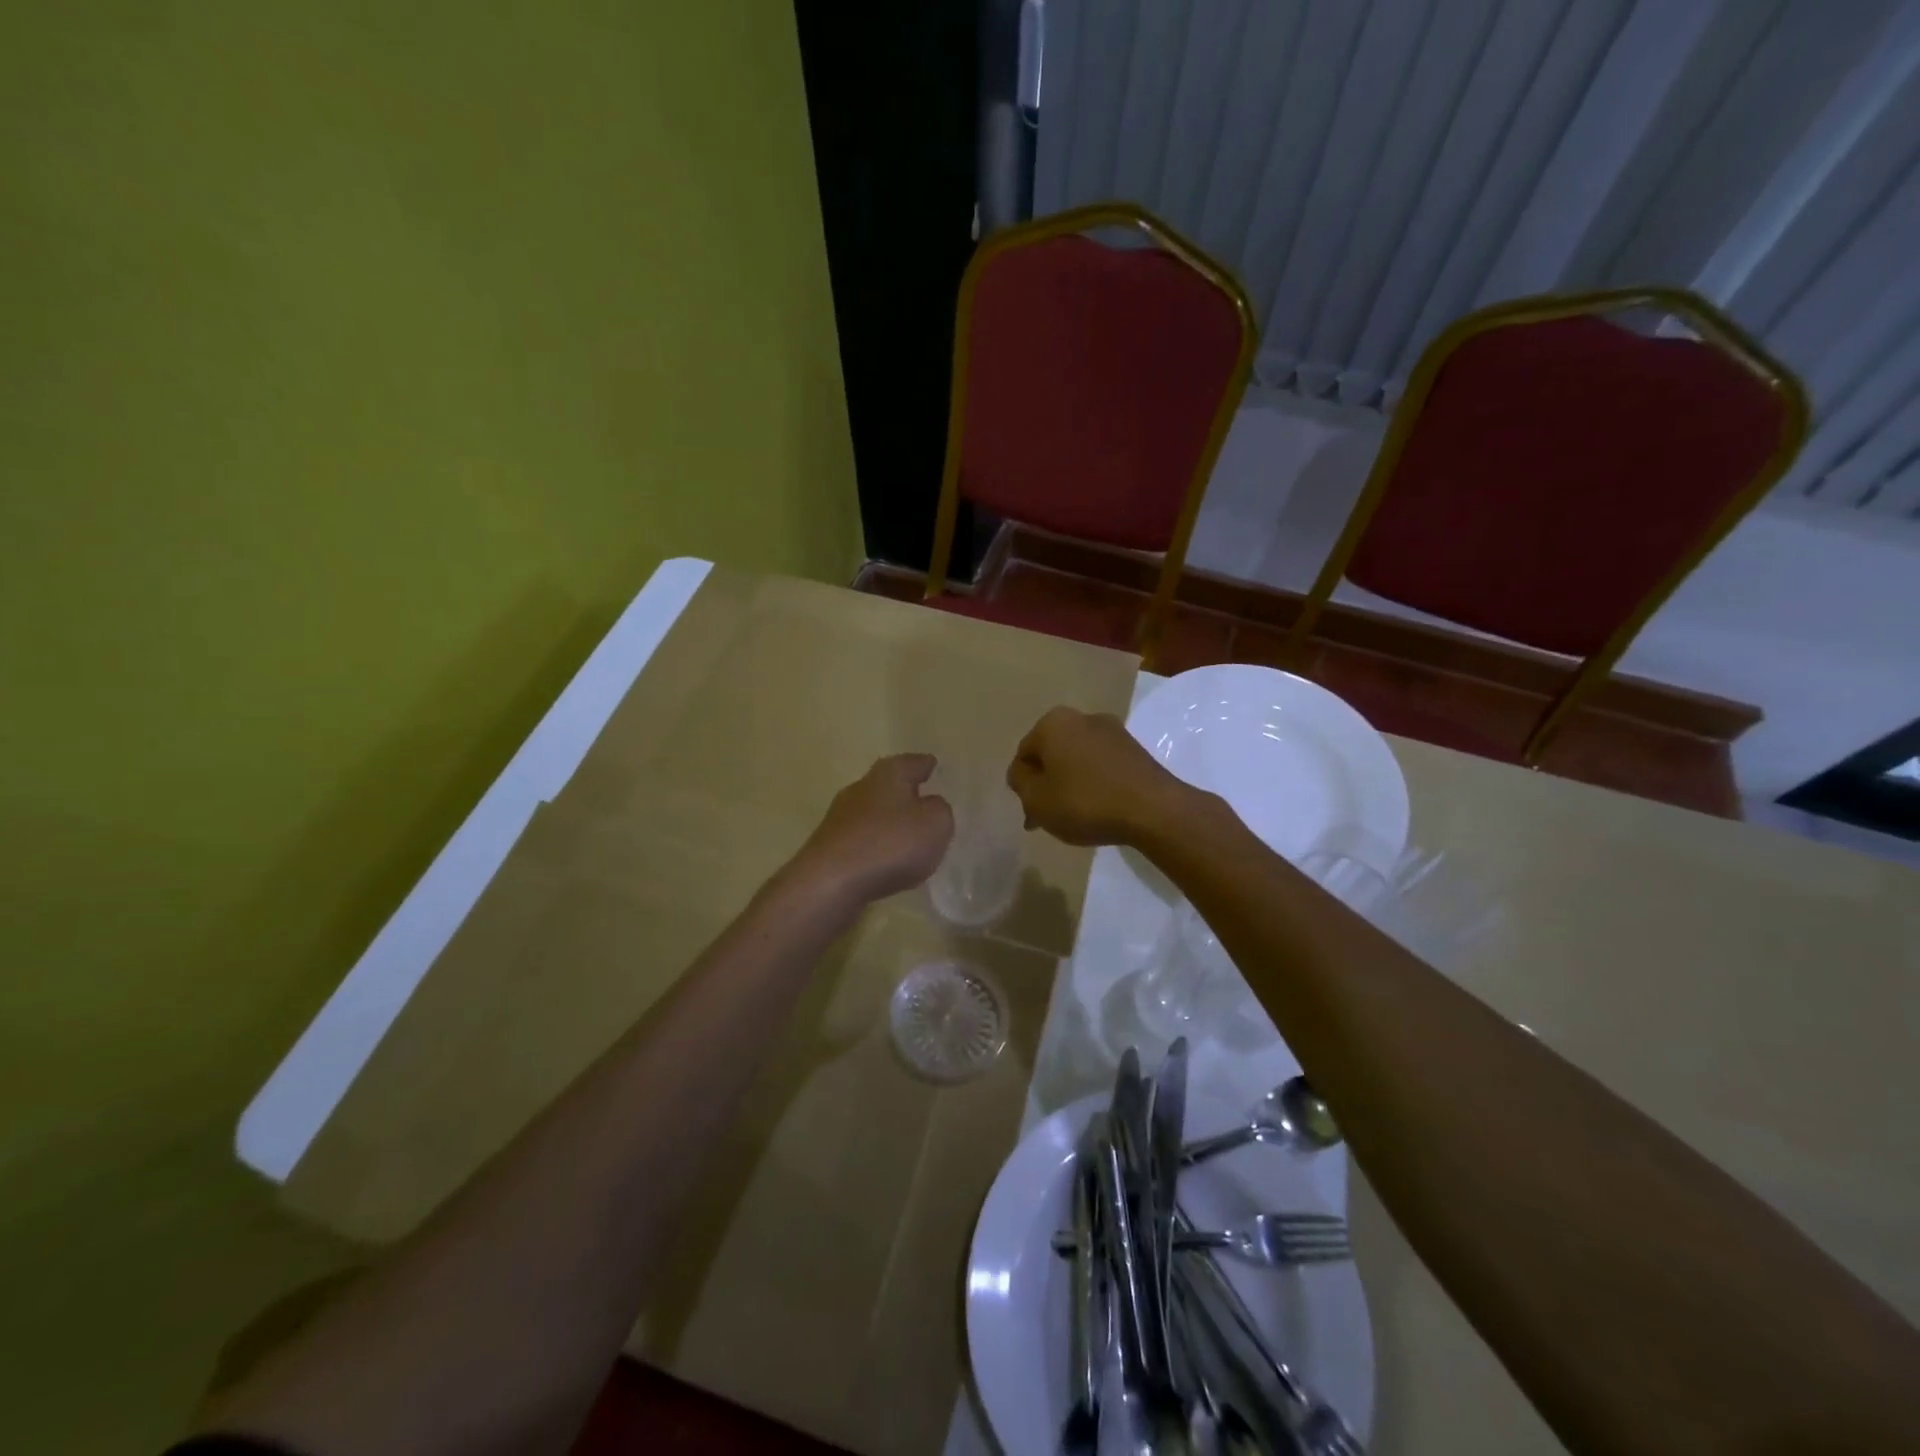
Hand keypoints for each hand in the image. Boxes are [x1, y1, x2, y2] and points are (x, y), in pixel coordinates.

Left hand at [788, 754, 954, 906]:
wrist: (830, 882)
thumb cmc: (891, 844)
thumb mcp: (936, 824)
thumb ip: (940, 810)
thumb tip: (929, 806)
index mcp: (889, 773)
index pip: (914, 762)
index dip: (927, 765)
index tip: (935, 766)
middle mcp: (861, 787)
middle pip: (889, 785)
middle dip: (907, 793)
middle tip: (926, 803)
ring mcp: (841, 816)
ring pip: (874, 812)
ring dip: (890, 822)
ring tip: (910, 838)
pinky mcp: (830, 845)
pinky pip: (863, 839)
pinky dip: (876, 845)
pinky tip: (887, 861)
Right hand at [1006, 707, 1197, 846]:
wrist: (1153, 810)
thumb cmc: (1085, 802)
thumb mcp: (1037, 800)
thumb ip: (1020, 783)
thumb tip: (1022, 772)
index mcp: (1053, 723)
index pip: (1024, 754)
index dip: (1023, 786)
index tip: (1032, 812)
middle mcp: (1082, 717)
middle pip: (1052, 754)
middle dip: (1048, 783)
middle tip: (1049, 817)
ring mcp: (1113, 731)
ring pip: (1077, 760)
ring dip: (1071, 785)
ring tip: (1076, 817)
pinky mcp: (1135, 749)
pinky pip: (1102, 766)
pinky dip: (1095, 784)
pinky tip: (1099, 809)